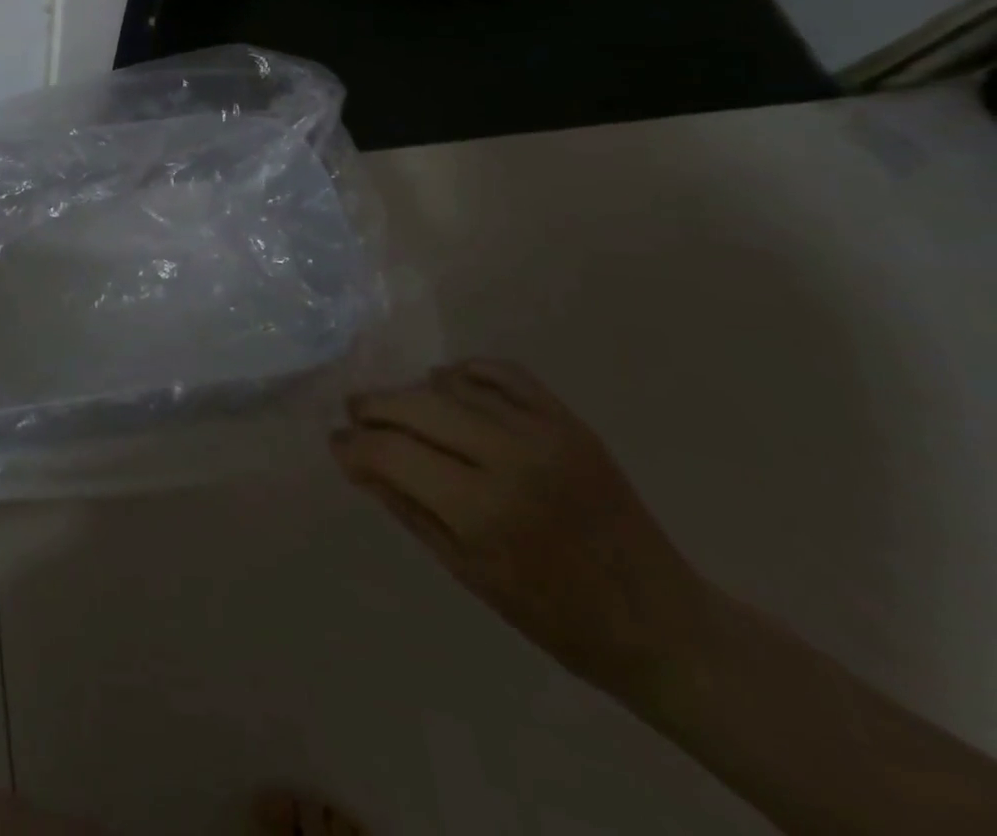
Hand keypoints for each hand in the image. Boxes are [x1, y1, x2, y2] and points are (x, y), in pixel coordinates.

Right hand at [332, 359, 706, 699]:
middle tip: (354, 417)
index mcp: (483, 510)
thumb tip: (354, 458)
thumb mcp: (464, 570)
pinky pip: (501, 373)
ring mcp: (544, 432)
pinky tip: (448, 388)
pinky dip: (464, 372)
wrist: (660, 624)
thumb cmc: (552, 614)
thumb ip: (403, 505)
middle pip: (416, 406)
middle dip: (373, 408)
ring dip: (412, 393)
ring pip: (451, 385)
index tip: (336, 445)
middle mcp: (510, 457)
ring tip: (398, 409)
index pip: (391, 452)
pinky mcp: (568, 420)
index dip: (352, 444)